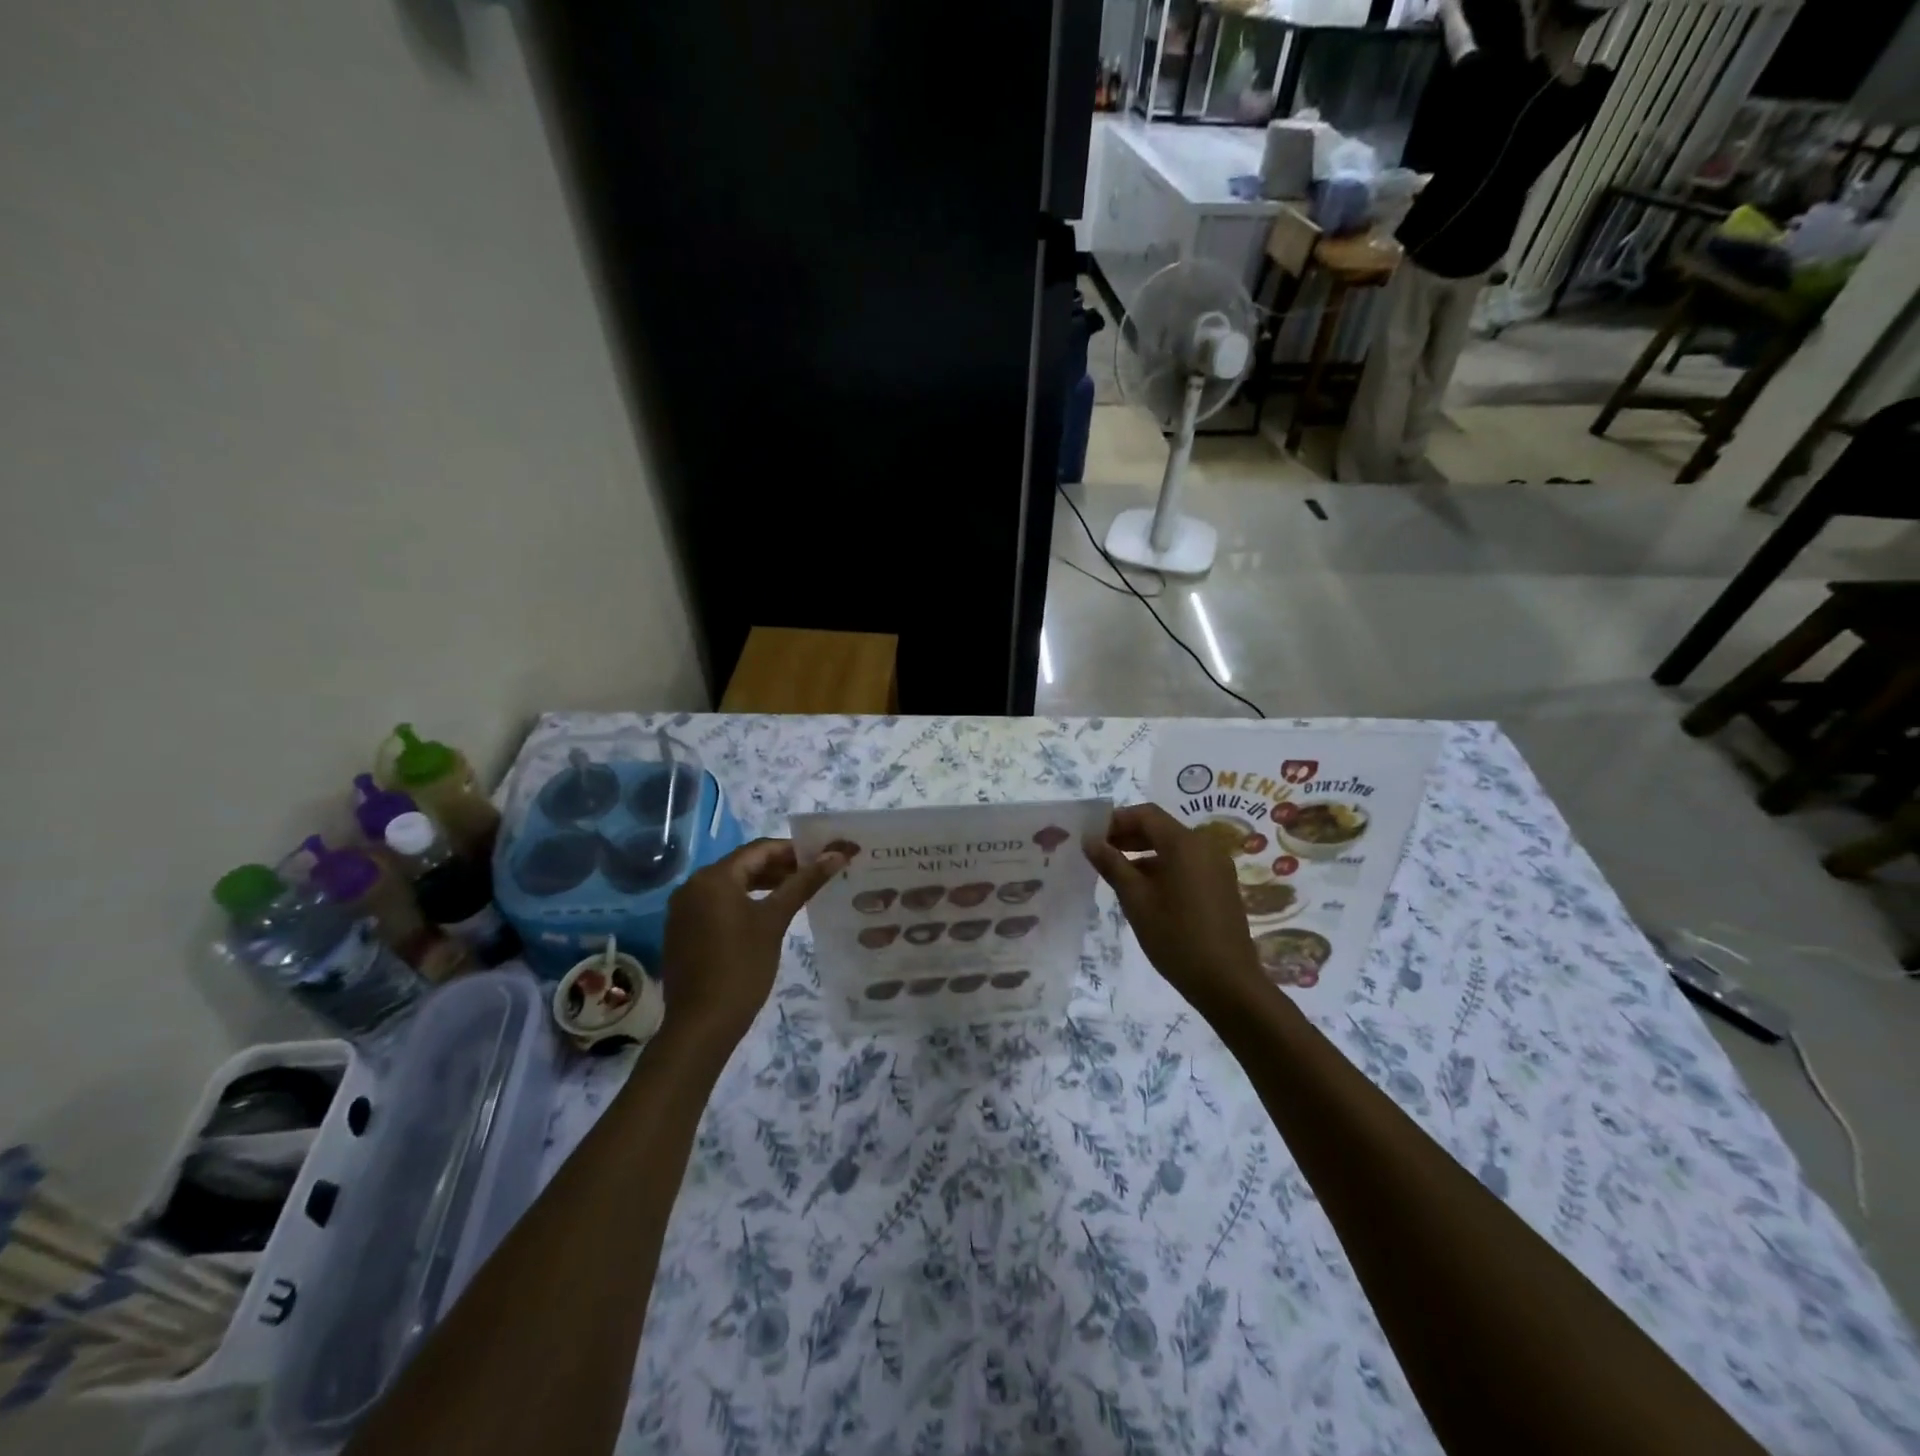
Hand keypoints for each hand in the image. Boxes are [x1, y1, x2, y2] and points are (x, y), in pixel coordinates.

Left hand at [660, 838, 843, 1046]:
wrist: (701, 1024)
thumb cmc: (742, 967)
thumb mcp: (775, 920)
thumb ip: (804, 883)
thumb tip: (837, 854)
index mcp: (714, 877)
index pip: (759, 849)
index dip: (793, 850)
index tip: (821, 857)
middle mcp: (692, 886)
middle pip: (743, 865)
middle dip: (779, 868)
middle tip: (813, 876)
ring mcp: (683, 910)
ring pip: (730, 886)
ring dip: (762, 886)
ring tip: (796, 893)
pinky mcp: (683, 931)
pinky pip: (717, 905)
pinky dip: (743, 903)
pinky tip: (766, 916)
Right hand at [1084, 804, 1269, 1015]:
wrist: (1227, 983)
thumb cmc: (1176, 937)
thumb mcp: (1136, 900)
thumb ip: (1112, 864)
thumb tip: (1090, 840)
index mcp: (1185, 844)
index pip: (1145, 814)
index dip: (1115, 820)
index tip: (1091, 837)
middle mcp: (1205, 847)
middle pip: (1160, 828)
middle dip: (1128, 835)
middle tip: (1098, 852)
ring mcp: (1216, 867)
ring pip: (1173, 847)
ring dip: (1143, 852)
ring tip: (1115, 872)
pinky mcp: (1220, 886)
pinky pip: (1186, 864)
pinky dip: (1161, 867)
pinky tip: (1142, 890)